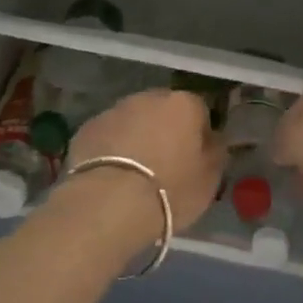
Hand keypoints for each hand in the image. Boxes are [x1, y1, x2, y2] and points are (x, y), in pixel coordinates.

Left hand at [68, 90, 225, 236]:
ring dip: (136, 137)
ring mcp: (114, 110)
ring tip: (134, 173)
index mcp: (183, 104)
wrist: (109, 204)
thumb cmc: (170, 191)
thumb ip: (215, 152)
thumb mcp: (209, 179)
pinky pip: (107, 135)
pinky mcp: (87, 128)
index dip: (198, 134)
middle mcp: (148, 98)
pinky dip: (111, 148)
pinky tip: (111, 176)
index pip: (199, 110)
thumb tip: (213, 139)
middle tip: (164, 164)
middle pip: (162, 110)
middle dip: (164, 130)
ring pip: (132, 120)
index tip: (194, 159)